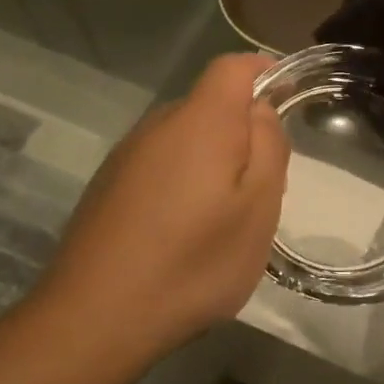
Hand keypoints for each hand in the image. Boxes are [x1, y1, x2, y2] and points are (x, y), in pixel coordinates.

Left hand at [38, 54, 289, 352]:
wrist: (95, 316)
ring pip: (183, 137)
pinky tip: (183, 231)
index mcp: (200, 121)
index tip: (288, 94)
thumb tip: (261, 110)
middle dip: (242, 129)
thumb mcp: (258, 209)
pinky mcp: (107, 186)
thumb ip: (268, 147)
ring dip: (211, 159)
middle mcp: (157, 125)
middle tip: (264, 184)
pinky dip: (182, 180)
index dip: (265, 70)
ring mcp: (126, 156)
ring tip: (224, 216)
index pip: (233, 67)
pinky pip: (159, 164)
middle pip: (209, 104)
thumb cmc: (193, 263)